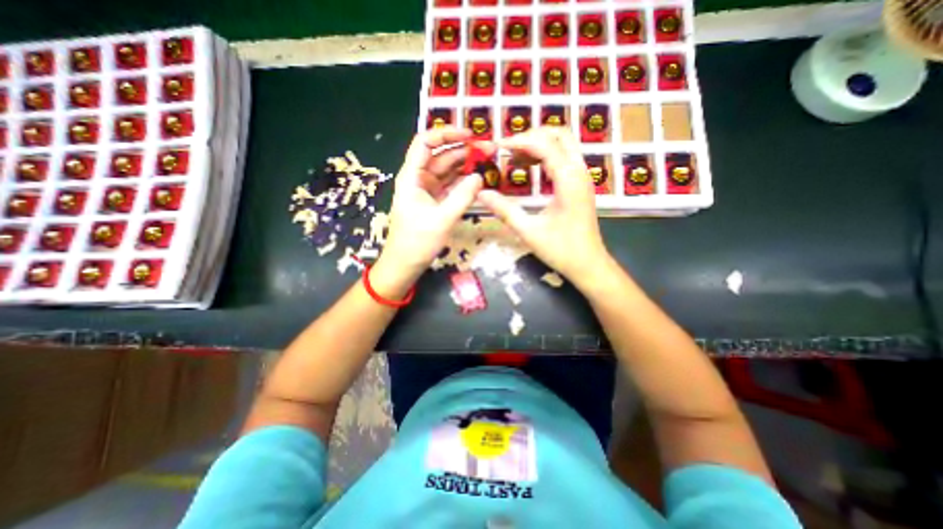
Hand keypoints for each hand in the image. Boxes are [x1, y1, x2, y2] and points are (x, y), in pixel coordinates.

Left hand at [376, 128, 494, 289]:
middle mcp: (418, 179)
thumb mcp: (442, 219)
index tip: (469, 135)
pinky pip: (450, 186)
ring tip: (487, 161)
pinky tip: (477, 179)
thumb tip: (480, 177)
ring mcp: (427, 191)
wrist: (405, 264)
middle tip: (488, 149)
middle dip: (463, 150)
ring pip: (447, 171)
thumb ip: (463, 197)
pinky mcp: (434, 202)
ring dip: (465, 165)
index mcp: (412, 177)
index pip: (425, 143)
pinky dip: (463, 181)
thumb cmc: (417, 242)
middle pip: (440, 156)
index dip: (446, 134)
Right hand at [480, 127, 611, 281]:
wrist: (589, 265)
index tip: (496, 147)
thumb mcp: (528, 231)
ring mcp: (582, 177)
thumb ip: (504, 210)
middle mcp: (579, 171)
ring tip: (514, 158)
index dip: (518, 141)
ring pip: (563, 144)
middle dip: (531, 136)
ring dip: (539, 144)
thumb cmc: (561, 250)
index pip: (544, 144)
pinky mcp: (580, 184)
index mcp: (568, 180)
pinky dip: (545, 156)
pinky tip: (529, 168)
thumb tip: (481, 194)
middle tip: (508, 150)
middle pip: (559, 134)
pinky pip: (564, 158)